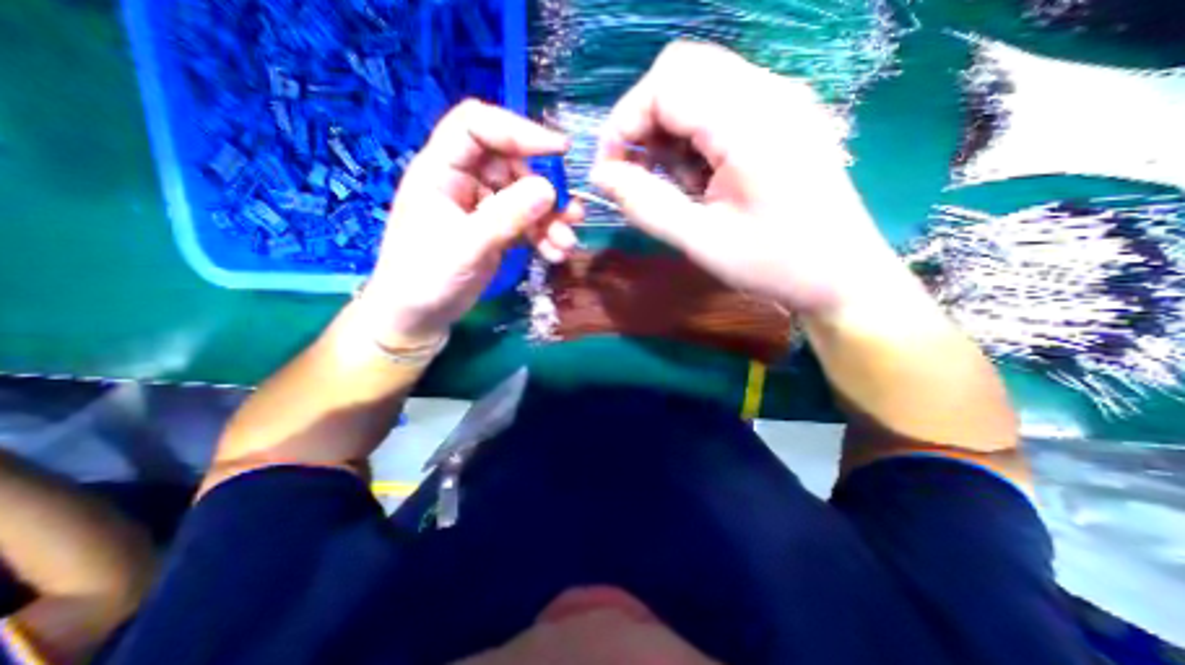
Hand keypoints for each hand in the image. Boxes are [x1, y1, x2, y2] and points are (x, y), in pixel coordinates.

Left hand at [362, 102, 581, 348]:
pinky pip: (528, 223)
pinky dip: (545, 236)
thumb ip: (507, 216)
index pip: (478, 127)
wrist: (419, 316)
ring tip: (567, 243)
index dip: (518, 130)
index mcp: (442, 170)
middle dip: (546, 189)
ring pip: (526, 197)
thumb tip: (549, 189)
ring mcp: (483, 207)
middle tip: (570, 214)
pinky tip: (557, 253)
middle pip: (513, 165)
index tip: (558, 150)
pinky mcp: (497, 230)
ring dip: (551, 219)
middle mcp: (465, 181)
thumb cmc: (426, 278)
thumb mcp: (466, 246)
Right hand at [593, 42, 908, 312]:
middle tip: (635, 174)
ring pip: (698, 86)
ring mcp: (779, 101)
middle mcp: (768, 93)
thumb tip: (601, 177)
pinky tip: (697, 178)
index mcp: (750, 122)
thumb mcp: (701, 241)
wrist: (842, 276)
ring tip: (670, 184)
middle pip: (681, 72)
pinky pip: (718, 106)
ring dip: (668, 131)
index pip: (666, 83)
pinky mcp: (781, 117)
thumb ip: (646, 205)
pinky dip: (691, 137)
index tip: (610, 170)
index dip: (624, 122)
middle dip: (643, 122)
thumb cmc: (775, 265)